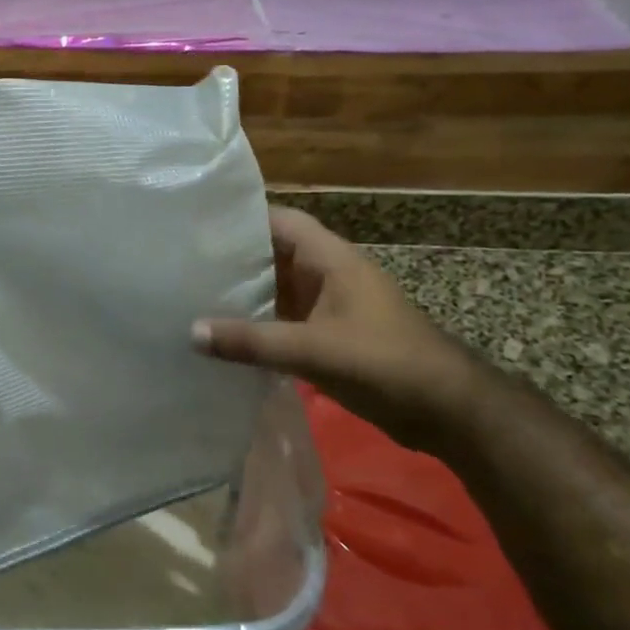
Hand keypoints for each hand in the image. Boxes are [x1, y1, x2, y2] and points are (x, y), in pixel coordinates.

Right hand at [192, 206, 479, 453]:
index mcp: (330, 259)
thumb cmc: (387, 363)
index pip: (278, 220)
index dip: (239, 218)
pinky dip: (256, 323)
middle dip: (230, 258)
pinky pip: (282, 318)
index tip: (195, 225)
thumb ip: (253, 341)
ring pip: (275, 288)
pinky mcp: (328, 335)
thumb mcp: (315, 350)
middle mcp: (326, 274)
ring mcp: (328, 305)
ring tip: (190, 295)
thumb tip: (191, 332)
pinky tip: (223, 336)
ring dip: (241, 293)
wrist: (449, 411)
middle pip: (271, 253)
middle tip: (180, 263)